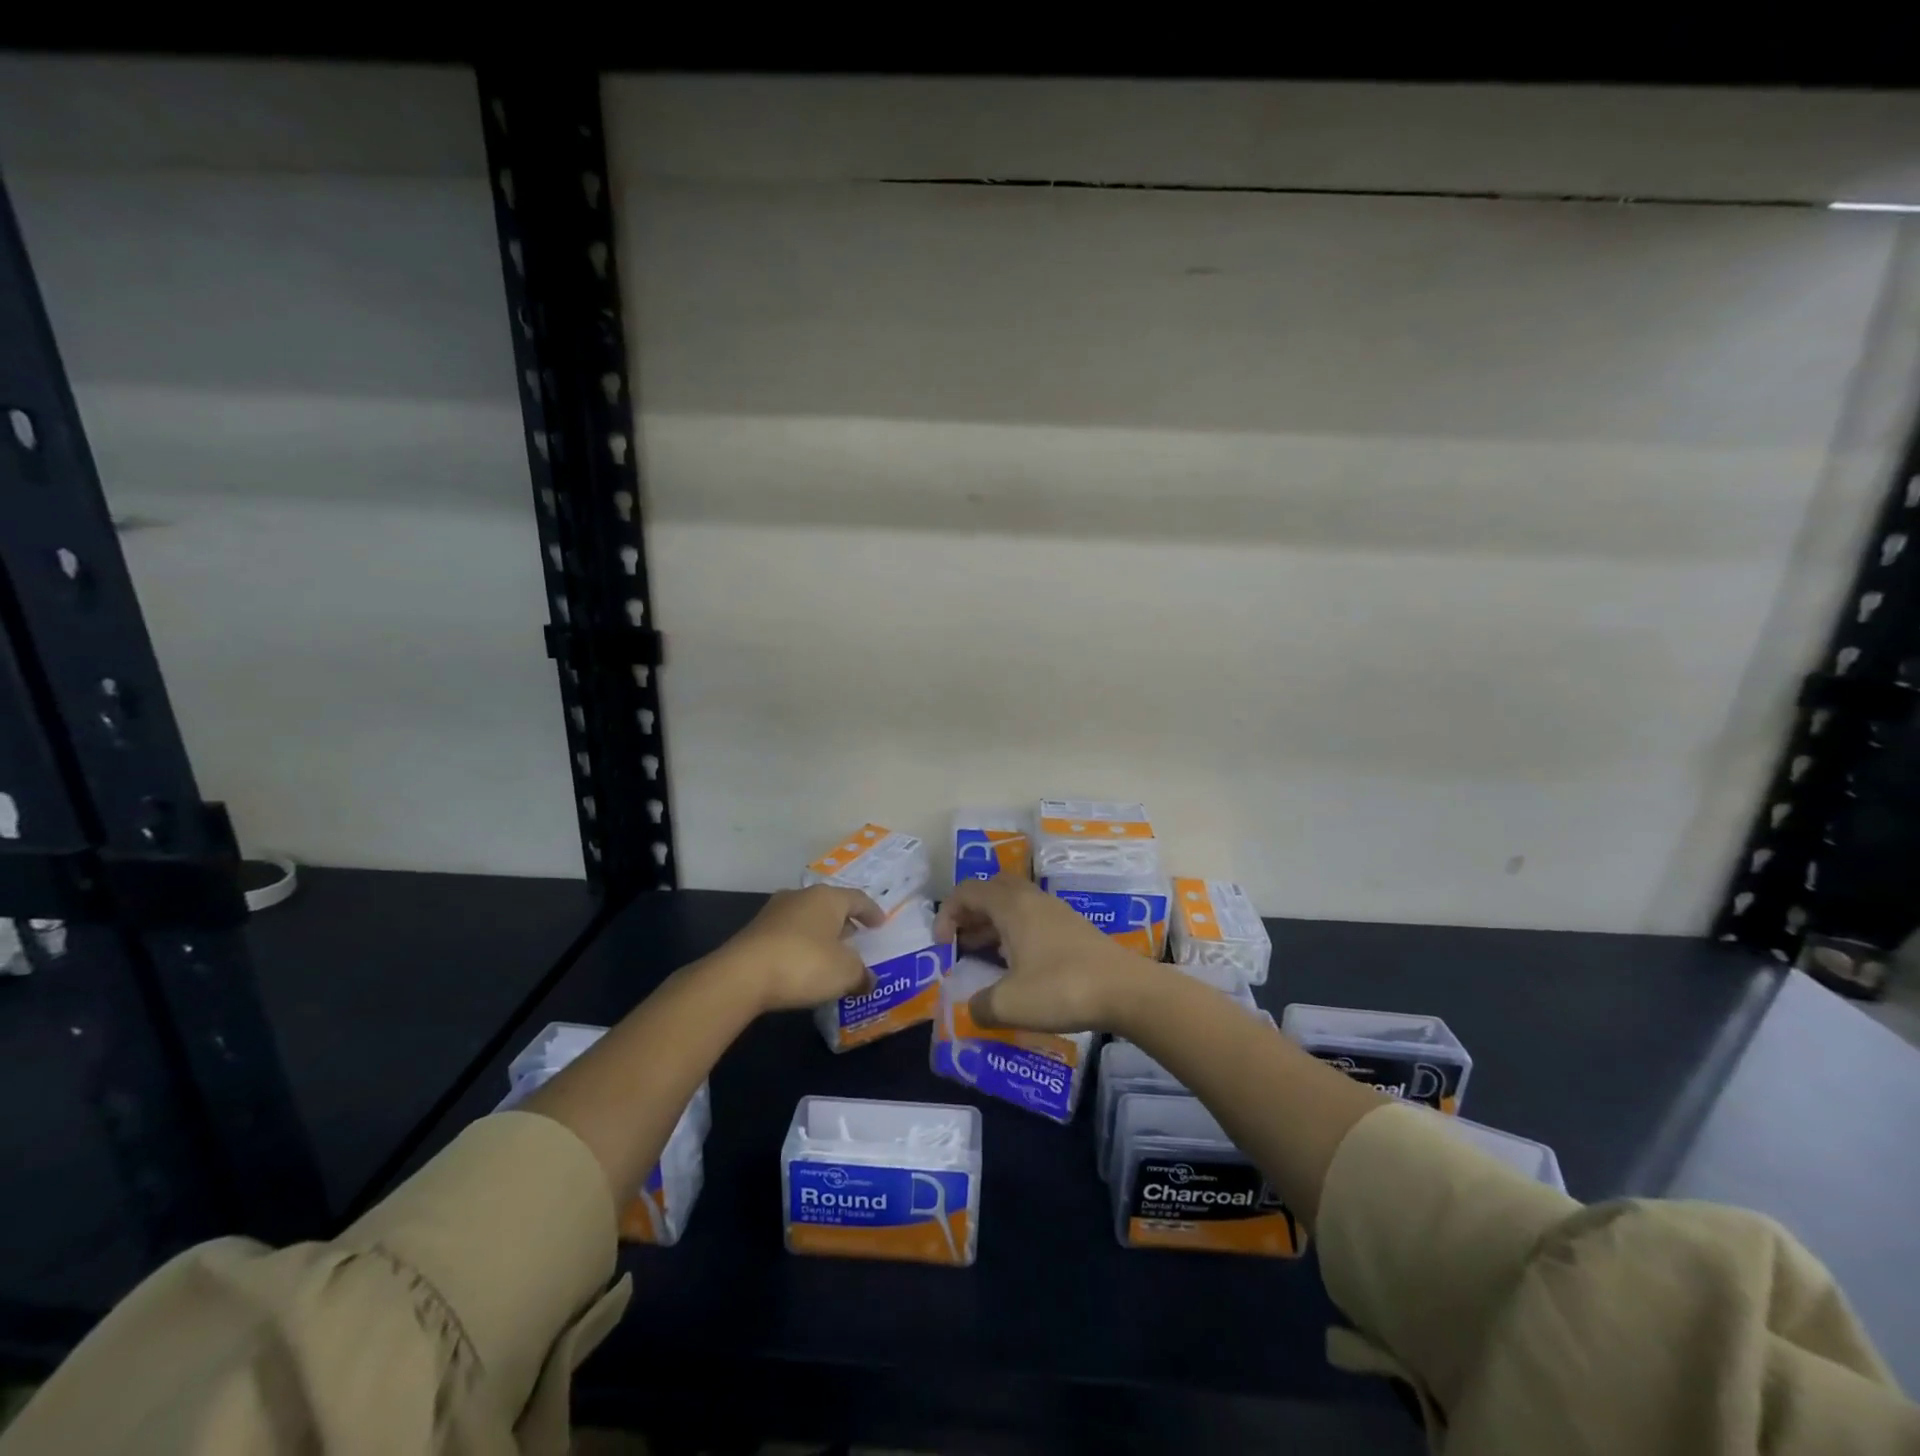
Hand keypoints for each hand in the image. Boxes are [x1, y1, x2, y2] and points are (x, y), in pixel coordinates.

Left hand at [712, 885, 884, 1011]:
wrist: (742, 976)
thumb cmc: (804, 964)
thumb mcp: (845, 973)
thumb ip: (861, 974)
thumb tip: (868, 980)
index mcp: (827, 897)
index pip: (858, 898)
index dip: (872, 912)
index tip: (880, 924)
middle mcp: (801, 896)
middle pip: (830, 905)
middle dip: (844, 922)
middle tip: (856, 938)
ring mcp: (774, 912)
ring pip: (807, 919)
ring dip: (820, 934)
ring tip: (830, 954)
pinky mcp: (755, 932)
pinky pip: (788, 934)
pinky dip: (800, 946)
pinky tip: (803, 965)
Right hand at [934, 877, 1146, 1032]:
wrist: (1127, 991)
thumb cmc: (1061, 989)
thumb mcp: (1009, 1004)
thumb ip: (980, 1006)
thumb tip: (973, 1009)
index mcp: (1012, 906)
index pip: (967, 891)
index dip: (947, 913)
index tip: (942, 946)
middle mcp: (1032, 900)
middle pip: (991, 890)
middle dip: (970, 913)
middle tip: (961, 943)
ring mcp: (1056, 912)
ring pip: (1014, 905)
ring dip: (993, 925)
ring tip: (983, 957)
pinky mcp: (1073, 929)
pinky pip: (1033, 919)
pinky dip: (1015, 934)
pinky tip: (1018, 967)